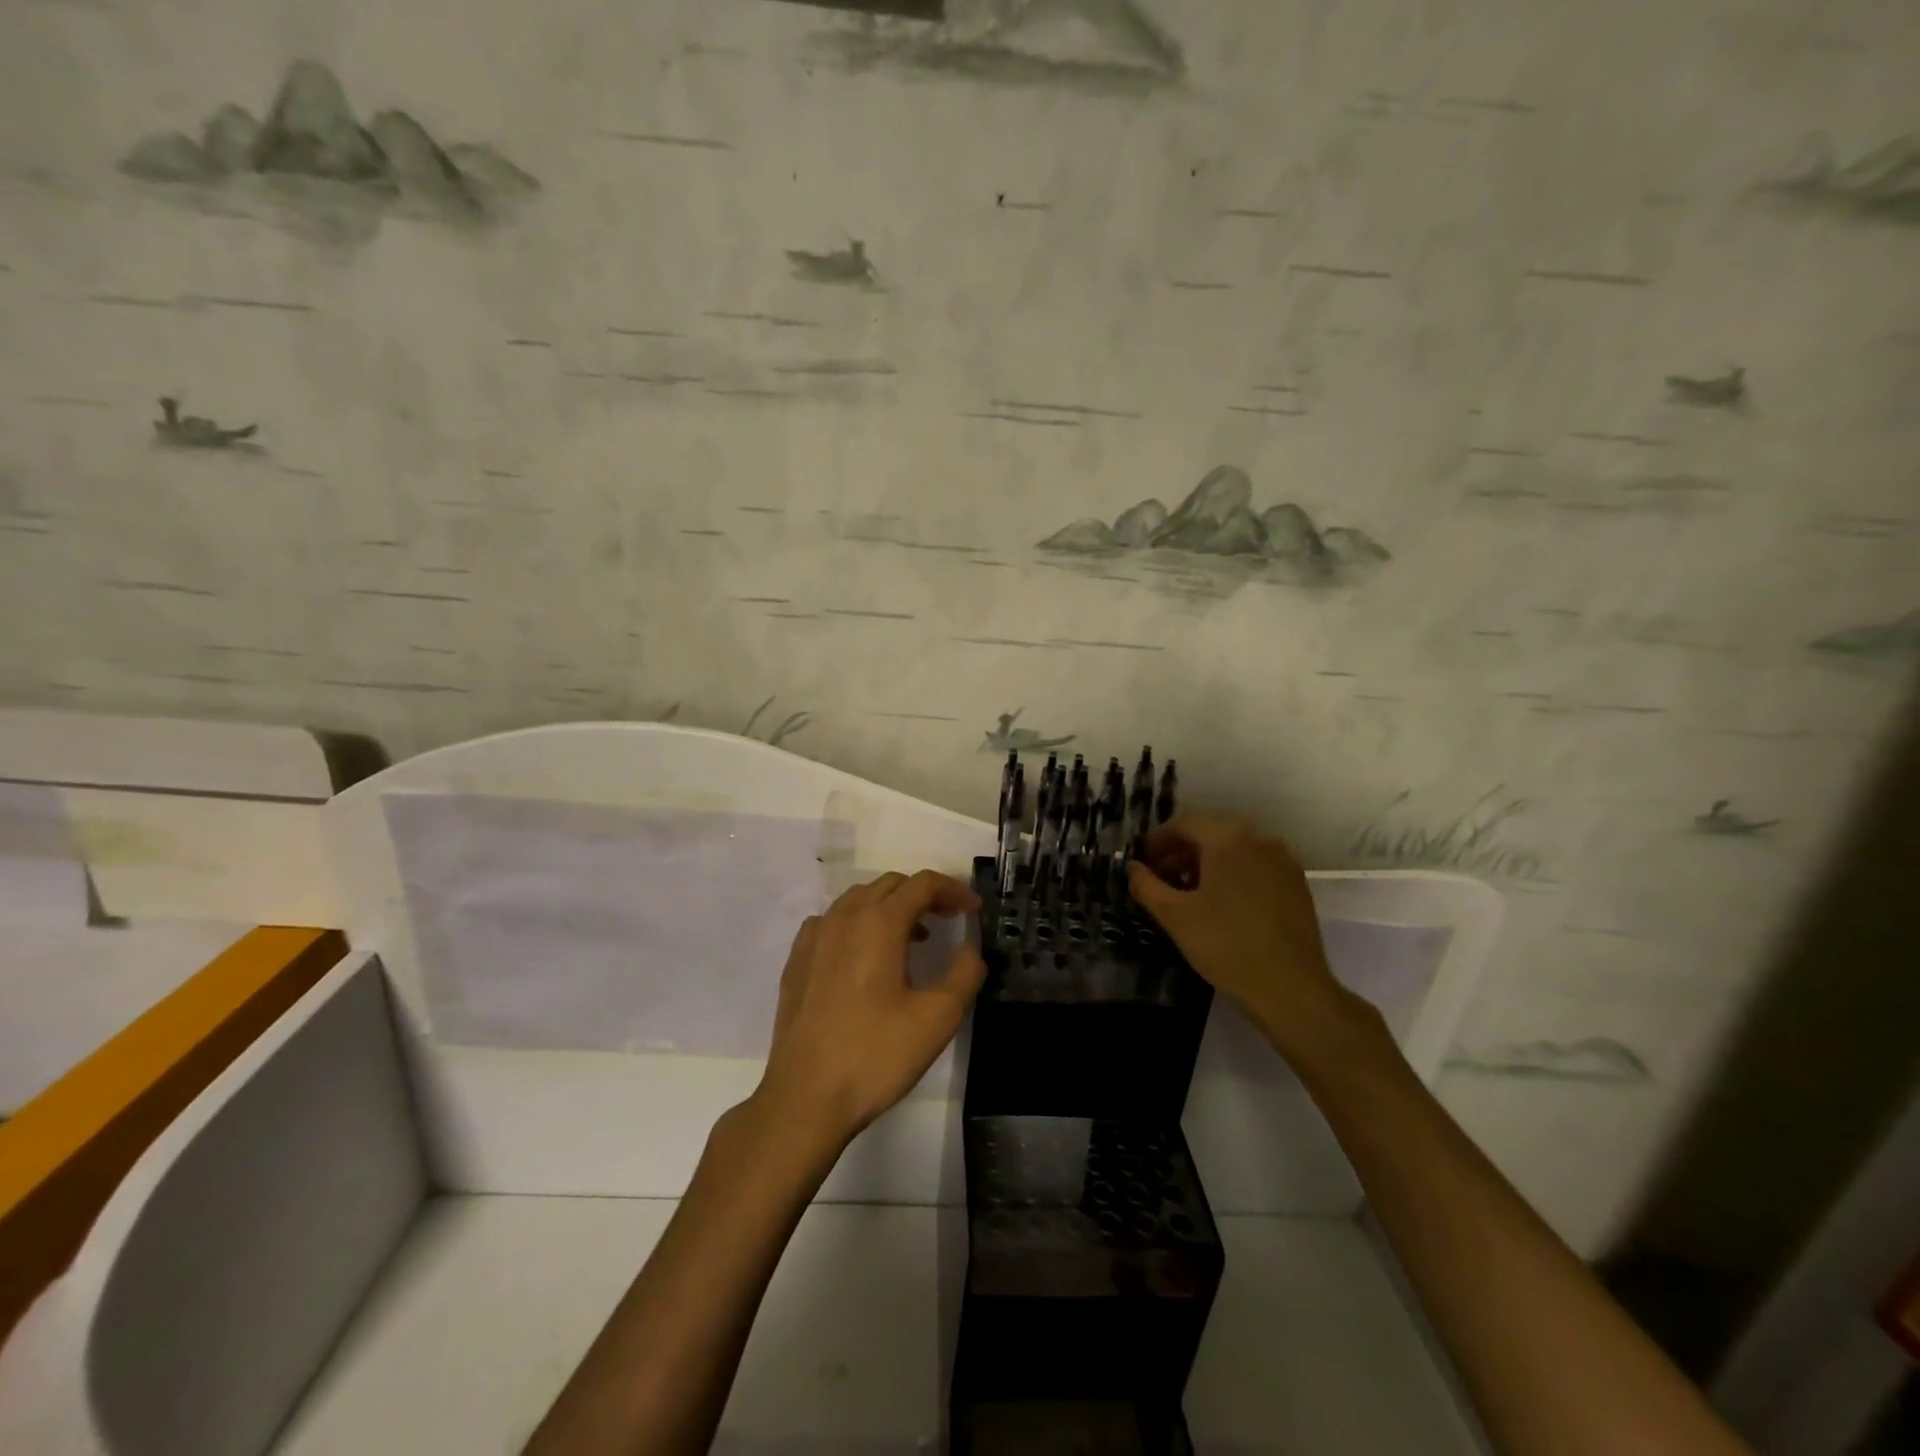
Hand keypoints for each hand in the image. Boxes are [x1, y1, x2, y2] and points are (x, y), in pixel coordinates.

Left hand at [755, 869, 985, 1149]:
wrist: (805, 1098)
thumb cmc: (875, 1055)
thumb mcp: (937, 1018)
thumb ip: (964, 974)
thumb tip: (969, 949)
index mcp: (879, 923)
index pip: (923, 884)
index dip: (954, 890)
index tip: (973, 910)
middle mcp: (844, 918)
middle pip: (890, 885)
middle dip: (924, 895)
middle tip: (948, 920)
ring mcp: (814, 937)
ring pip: (859, 899)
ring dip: (891, 907)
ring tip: (912, 939)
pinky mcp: (797, 960)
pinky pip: (833, 921)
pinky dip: (858, 924)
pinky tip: (865, 957)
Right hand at [1127, 811, 1362, 1057]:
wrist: (1291, 988)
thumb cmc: (1226, 945)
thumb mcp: (1174, 916)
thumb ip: (1146, 885)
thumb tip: (1132, 867)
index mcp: (1228, 838)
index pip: (1184, 823)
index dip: (1157, 840)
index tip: (1140, 862)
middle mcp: (1258, 839)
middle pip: (1209, 832)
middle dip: (1179, 851)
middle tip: (1158, 878)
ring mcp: (1281, 861)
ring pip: (1233, 849)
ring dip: (1204, 863)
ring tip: (1185, 893)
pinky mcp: (1295, 884)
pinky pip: (1254, 866)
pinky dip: (1231, 874)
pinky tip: (1219, 904)